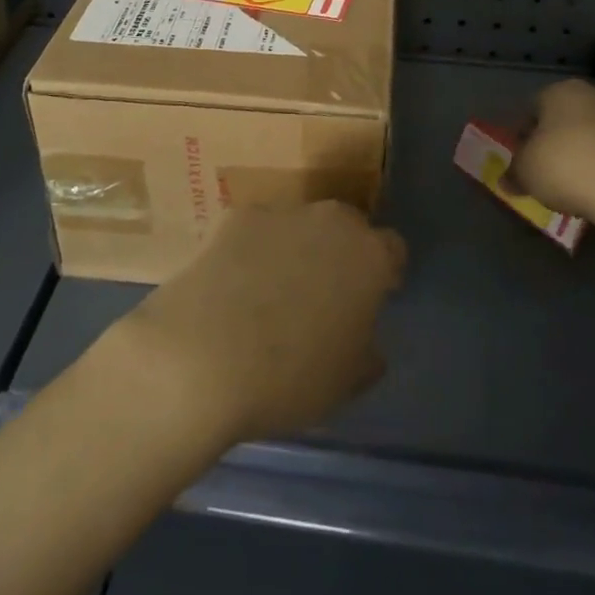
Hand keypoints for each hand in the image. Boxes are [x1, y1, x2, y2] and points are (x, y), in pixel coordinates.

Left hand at [100, 202, 405, 449]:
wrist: (202, 356)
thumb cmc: (289, 378)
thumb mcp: (346, 382)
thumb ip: (366, 352)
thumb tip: (365, 341)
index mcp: (369, 255)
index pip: (393, 250)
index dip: (384, 275)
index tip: (370, 301)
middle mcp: (330, 220)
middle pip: (347, 227)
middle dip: (340, 254)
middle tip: (322, 296)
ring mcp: (280, 211)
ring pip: (300, 225)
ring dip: (295, 248)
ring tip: (270, 294)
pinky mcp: (235, 216)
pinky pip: (256, 230)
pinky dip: (252, 250)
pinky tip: (234, 285)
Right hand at [509, 79, 594, 223]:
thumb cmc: (566, 166)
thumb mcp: (525, 171)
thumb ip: (513, 173)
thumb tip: (506, 180)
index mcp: (559, 90)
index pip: (531, 108)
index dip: (522, 135)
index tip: (520, 160)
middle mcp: (592, 95)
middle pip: (562, 120)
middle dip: (552, 144)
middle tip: (543, 173)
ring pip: (589, 136)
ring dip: (579, 157)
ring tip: (570, 188)